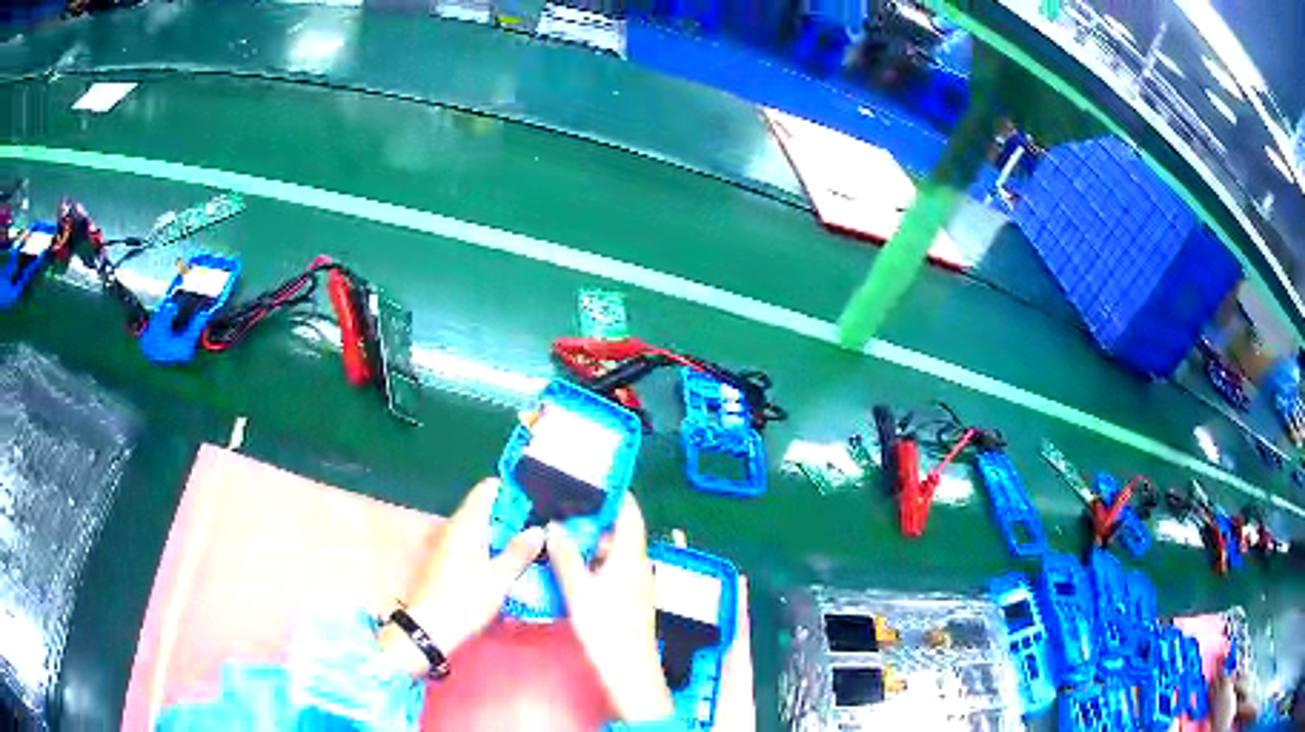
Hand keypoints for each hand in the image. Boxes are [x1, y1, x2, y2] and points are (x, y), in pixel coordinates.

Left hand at [379, 478, 544, 674]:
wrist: (429, 627)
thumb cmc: (464, 600)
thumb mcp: (499, 579)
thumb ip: (518, 552)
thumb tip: (537, 530)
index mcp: (467, 524)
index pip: (488, 489)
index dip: (512, 490)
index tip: (536, 501)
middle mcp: (456, 527)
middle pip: (485, 507)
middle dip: (512, 514)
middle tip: (541, 526)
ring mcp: (450, 543)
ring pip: (481, 526)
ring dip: (503, 531)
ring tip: (531, 544)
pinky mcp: (448, 559)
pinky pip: (474, 541)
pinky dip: (492, 544)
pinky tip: (508, 561)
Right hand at [547, 496, 673, 722]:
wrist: (628, 670)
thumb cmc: (606, 629)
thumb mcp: (579, 590)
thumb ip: (566, 556)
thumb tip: (554, 528)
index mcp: (631, 556)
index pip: (629, 513)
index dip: (614, 495)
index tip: (591, 482)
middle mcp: (637, 565)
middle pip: (619, 532)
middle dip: (593, 520)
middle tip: (561, 511)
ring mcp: (635, 583)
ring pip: (613, 552)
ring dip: (590, 543)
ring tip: (559, 535)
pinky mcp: (628, 598)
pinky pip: (610, 569)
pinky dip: (593, 562)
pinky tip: (569, 566)